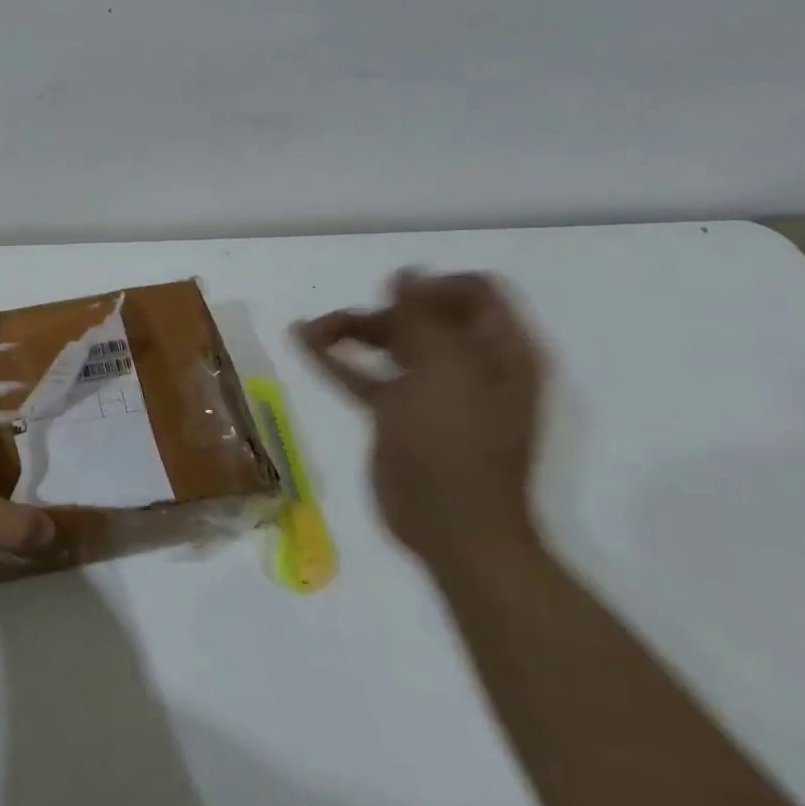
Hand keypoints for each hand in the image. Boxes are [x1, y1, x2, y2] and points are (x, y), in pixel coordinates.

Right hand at [291, 270, 547, 573]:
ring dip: (351, 330)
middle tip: (341, 322)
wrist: (453, 530)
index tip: (394, 297)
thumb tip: (406, 275)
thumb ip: (425, 319)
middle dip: (381, 310)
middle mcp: (471, 364)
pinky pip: (366, 375)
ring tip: (310, 329)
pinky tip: (303, 343)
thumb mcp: (446, 372)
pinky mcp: (399, 414)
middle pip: (423, 315)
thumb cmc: (457, 446)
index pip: (475, 293)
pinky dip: (336, 359)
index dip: (433, 285)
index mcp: (500, 352)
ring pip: (390, 343)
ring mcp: (434, 390)